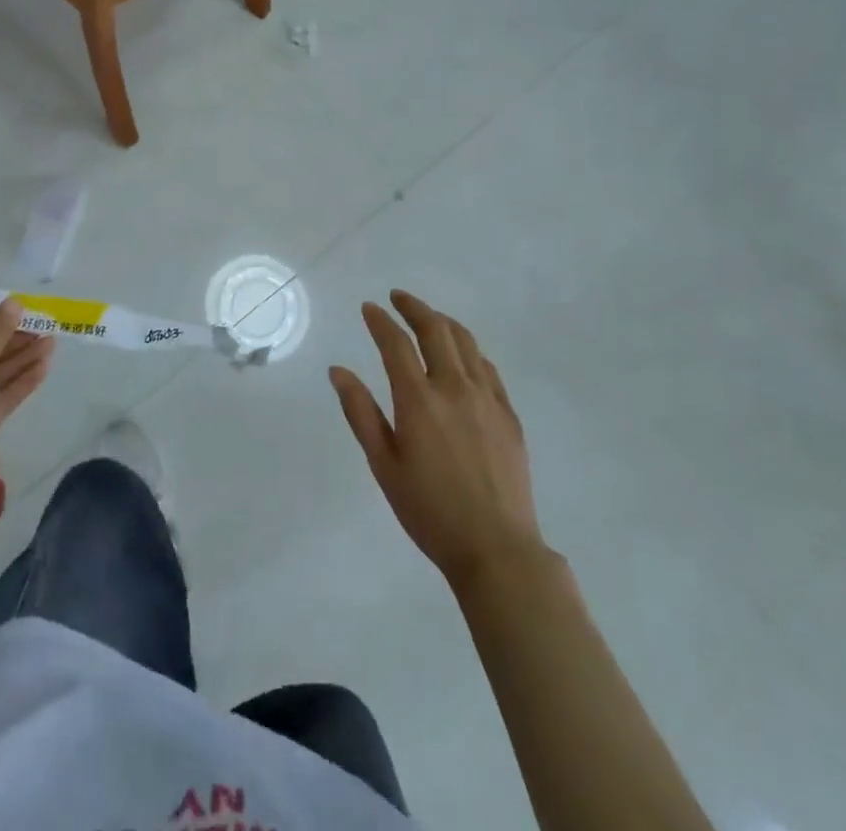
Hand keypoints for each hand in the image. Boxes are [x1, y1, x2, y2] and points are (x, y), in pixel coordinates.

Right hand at [330, 290, 548, 586]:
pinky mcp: (508, 413)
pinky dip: (469, 349)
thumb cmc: (429, 511)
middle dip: (414, 308)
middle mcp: (454, 387)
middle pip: (435, 330)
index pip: (396, 343)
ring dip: (442, 321)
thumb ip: (360, 412)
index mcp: (419, 400)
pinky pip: (487, 366)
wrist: (495, 547)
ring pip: (465, 341)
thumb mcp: (383, 465)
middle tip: (398, 298)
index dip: (381, 320)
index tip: (369, 307)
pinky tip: (461, 353)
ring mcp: (486, 397)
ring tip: (428, 317)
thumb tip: (338, 370)